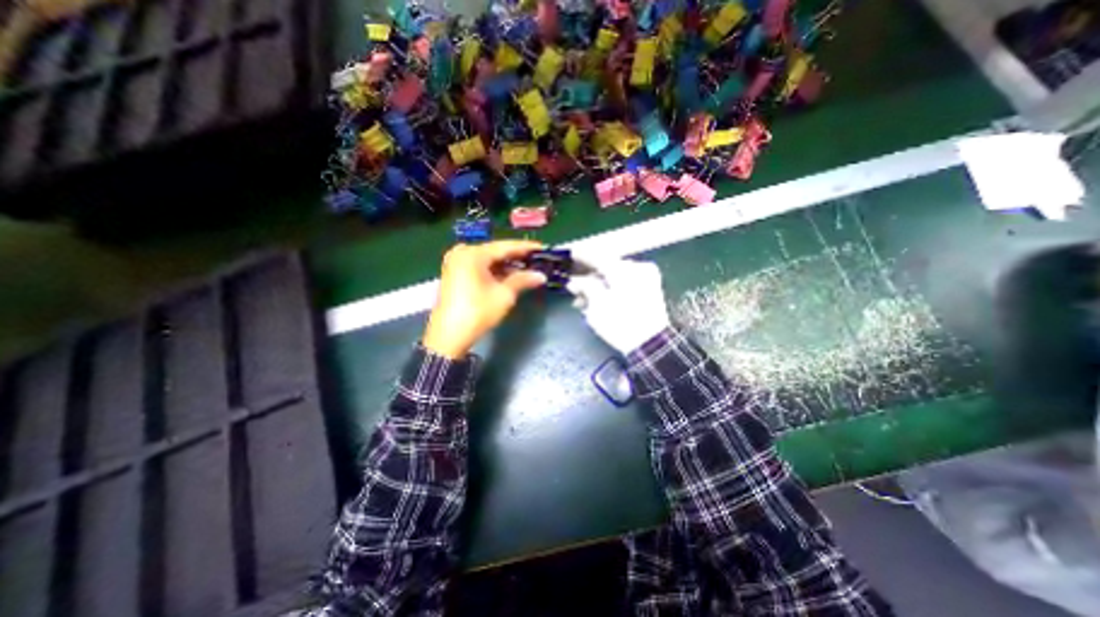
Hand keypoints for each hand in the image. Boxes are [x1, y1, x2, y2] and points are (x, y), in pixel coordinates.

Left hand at [421, 237, 544, 357]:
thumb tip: (541, 275)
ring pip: (487, 259)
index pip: (505, 246)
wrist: (448, 336)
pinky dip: (494, 270)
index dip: (526, 248)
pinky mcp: (454, 273)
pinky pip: (479, 266)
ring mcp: (456, 262)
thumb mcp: (504, 295)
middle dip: (516, 257)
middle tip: (537, 259)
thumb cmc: (478, 312)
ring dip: (506, 265)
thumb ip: (522, 280)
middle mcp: (462, 252)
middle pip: (495, 251)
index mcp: (473, 254)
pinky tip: (509, 275)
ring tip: (527, 267)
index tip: (543, 248)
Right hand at [567, 259, 670, 354]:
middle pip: (606, 267)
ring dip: (598, 286)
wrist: (650, 344)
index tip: (569, 254)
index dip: (580, 256)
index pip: (597, 256)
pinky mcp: (651, 289)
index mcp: (624, 269)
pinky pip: (625, 283)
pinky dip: (611, 290)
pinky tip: (599, 302)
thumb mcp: (596, 305)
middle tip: (574, 289)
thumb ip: (584, 287)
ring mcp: (646, 277)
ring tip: (583, 302)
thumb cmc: (620, 323)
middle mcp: (637, 268)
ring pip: (615, 276)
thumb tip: (574, 281)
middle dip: (588, 278)